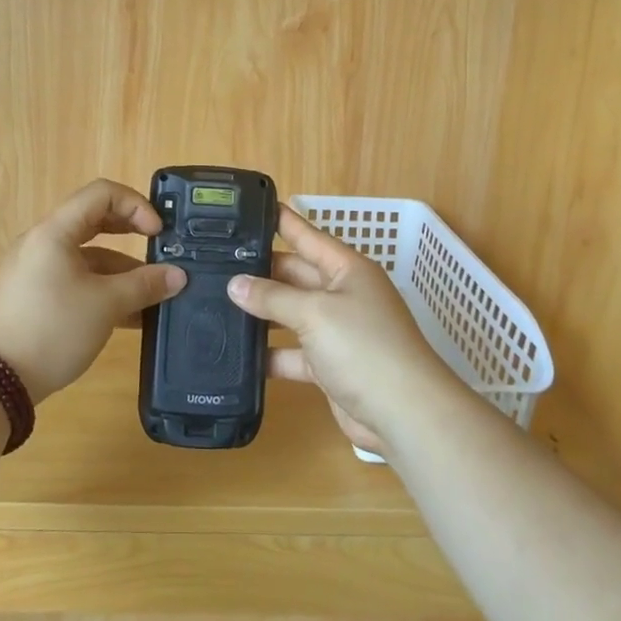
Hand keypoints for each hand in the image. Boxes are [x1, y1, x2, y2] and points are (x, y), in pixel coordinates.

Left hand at [0, 179, 186, 402]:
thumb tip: (178, 276)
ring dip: (120, 272)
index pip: (102, 194)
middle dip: (131, 235)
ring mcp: (34, 271)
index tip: (158, 233)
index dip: (136, 205)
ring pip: (86, 258)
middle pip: (94, 222)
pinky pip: (74, 281)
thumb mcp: (105, 305)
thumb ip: (144, 286)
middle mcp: (42, 243)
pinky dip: (101, 290)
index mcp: (55, 231)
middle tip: (160, 251)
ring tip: (152, 297)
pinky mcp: (32, 298)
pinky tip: (129, 317)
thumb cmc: (51, 328)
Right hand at [227, 206, 461, 454]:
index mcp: (347, 269)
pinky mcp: (328, 365)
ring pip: (291, 314)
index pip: (307, 236)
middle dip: (261, 271)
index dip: (282, 221)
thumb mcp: (315, 312)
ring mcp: (336, 331)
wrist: (404, 414)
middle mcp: (342, 294)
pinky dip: (270, 353)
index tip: (251, 207)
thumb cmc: (364, 347)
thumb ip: (272, 297)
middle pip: (295, 275)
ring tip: (216, 304)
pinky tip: (237, 353)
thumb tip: (235, 284)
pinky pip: (292, 352)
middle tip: (216, 263)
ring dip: (261, 313)